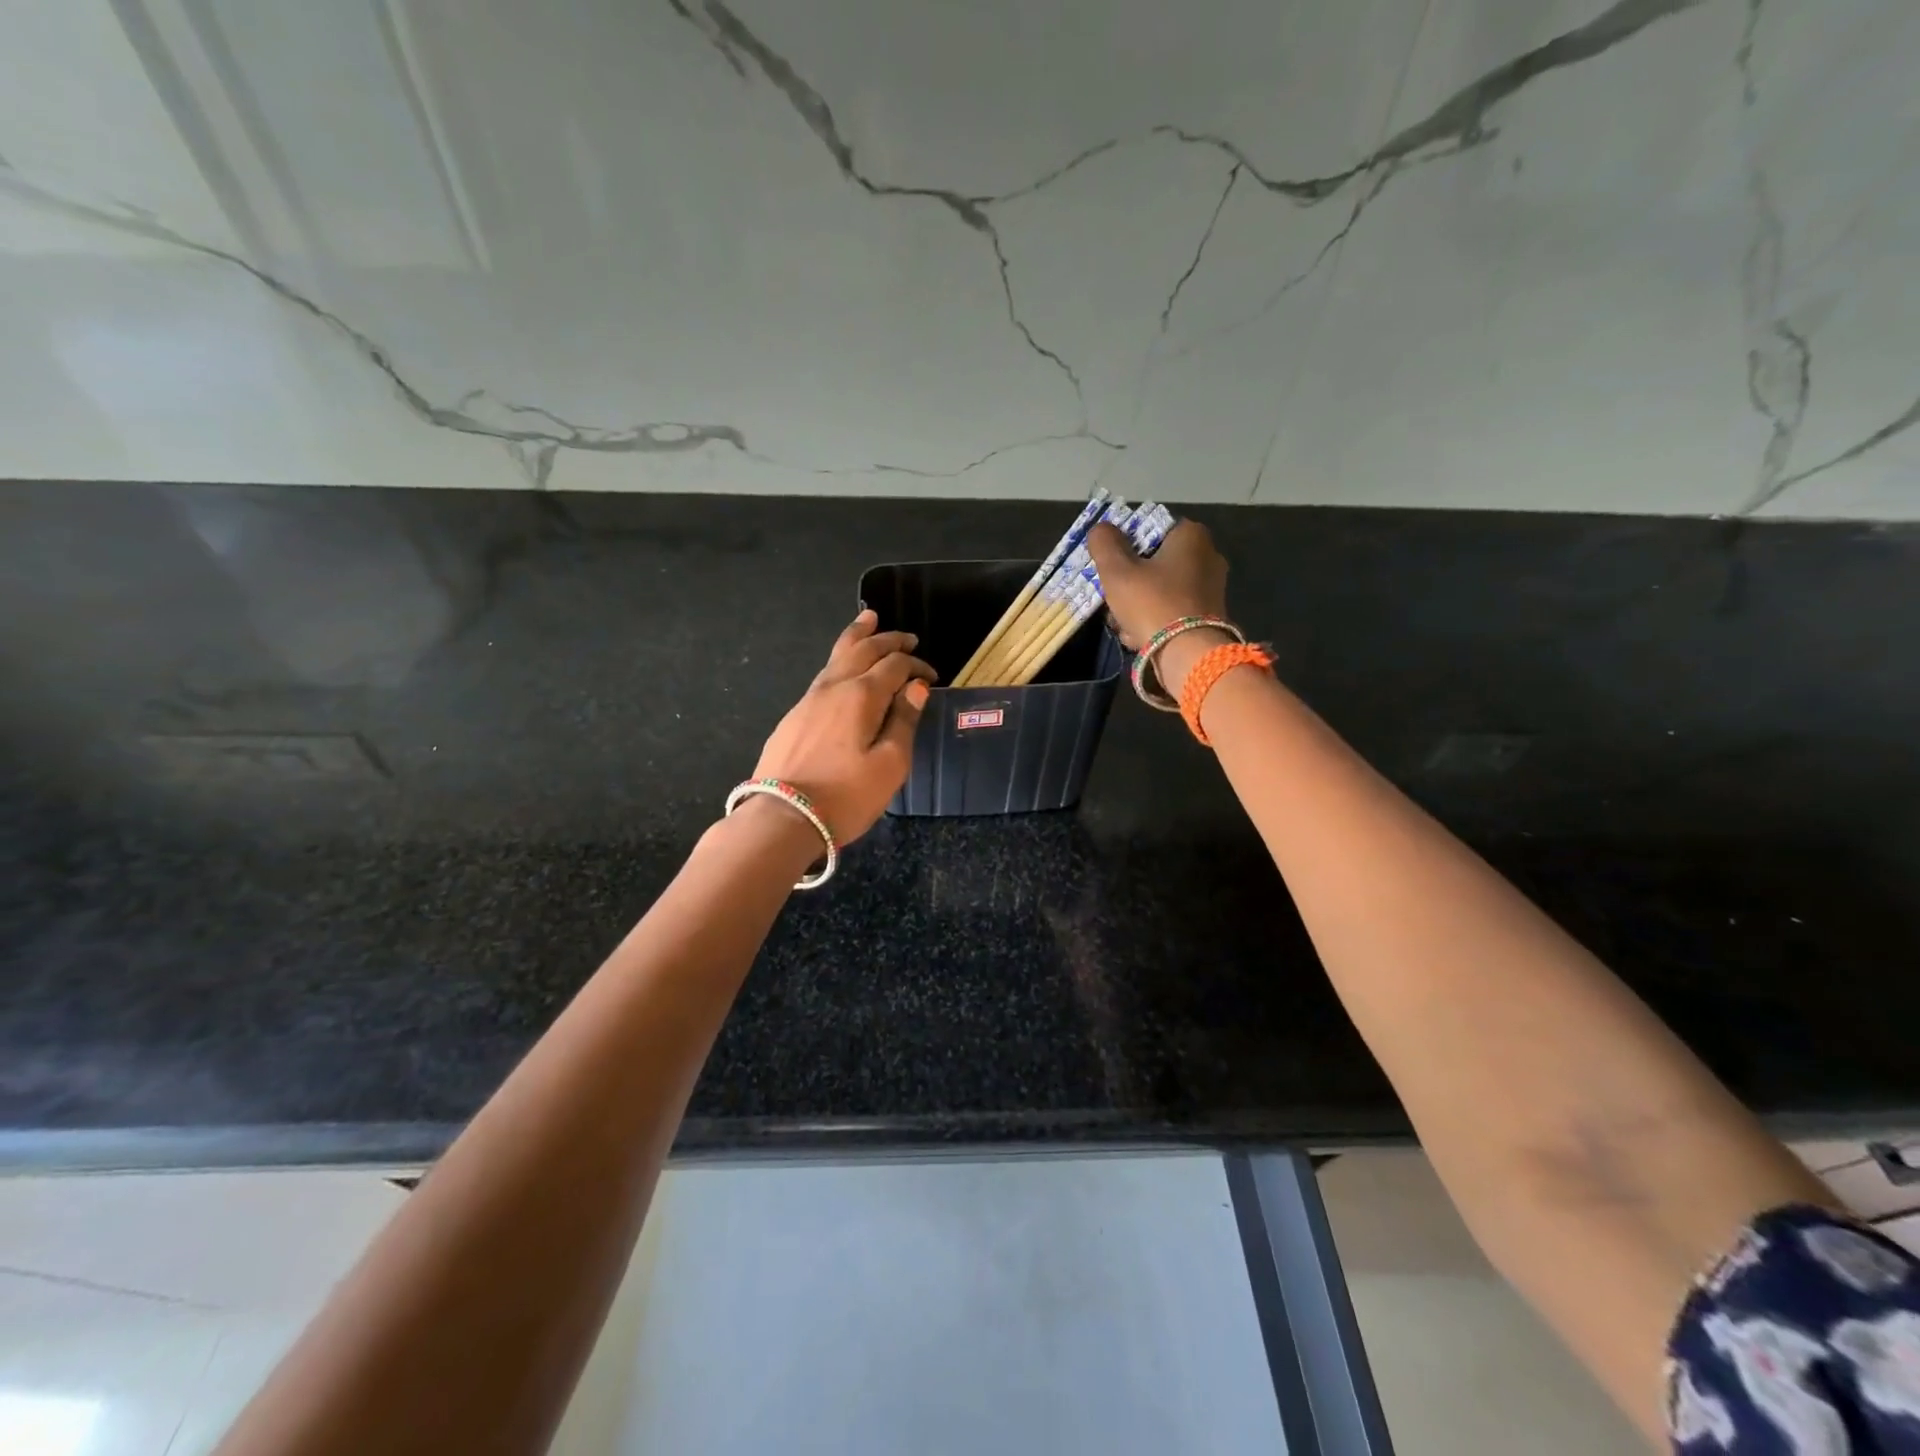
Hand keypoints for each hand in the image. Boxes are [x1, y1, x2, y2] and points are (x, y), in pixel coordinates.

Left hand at [751, 609, 935, 843]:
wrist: (781, 818)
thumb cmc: (845, 796)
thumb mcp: (890, 765)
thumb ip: (903, 721)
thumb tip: (916, 686)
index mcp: (862, 696)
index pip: (895, 665)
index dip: (917, 666)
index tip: (933, 678)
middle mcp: (834, 687)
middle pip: (863, 649)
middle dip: (887, 639)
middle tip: (907, 636)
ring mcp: (808, 700)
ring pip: (837, 656)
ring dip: (857, 637)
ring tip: (868, 620)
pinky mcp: (794, 717)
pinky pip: (823, 675)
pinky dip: (840, 660)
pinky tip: (842, 668)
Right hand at [1087, 518, 1229, 650]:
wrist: (1188, 654)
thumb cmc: (1152, 603)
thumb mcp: (1117, 570)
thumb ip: (1104, 543)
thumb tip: (1101, 529)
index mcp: (1191, 535)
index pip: (1151, 529)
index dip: (1125, 547)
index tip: (1111, 567)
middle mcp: (1208, 555)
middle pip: (1154, 563)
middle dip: (1130, 582)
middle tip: (1113, 598)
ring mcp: (1212, 588)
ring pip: (1161, 589)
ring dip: (1138, 606)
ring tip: (1122, 624)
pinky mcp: (1209, 615)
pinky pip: (1173, 611)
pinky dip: (1155, 621)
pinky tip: (1138, 637)